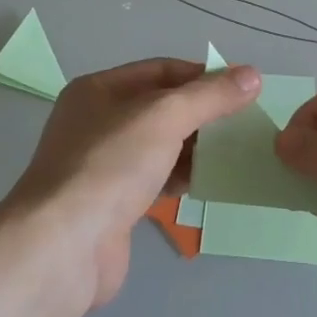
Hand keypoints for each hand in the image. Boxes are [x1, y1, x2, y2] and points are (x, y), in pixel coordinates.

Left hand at [5, 58, 260, 308]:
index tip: (243, 89)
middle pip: (161, 107)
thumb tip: (252, 75)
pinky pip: (155, 178)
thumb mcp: (165, 117)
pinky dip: (181, 176)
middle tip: (244, 122)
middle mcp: (97, 122)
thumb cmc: (110, 166)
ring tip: (233, 151)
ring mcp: (102, 165)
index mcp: (99, 90)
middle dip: (202, 113)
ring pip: (160, 145)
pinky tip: (208, 182)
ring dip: (195, 146)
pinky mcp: (111, 203)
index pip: (161, 70)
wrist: (63, 247)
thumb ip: (210, 96)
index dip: (203, 76)